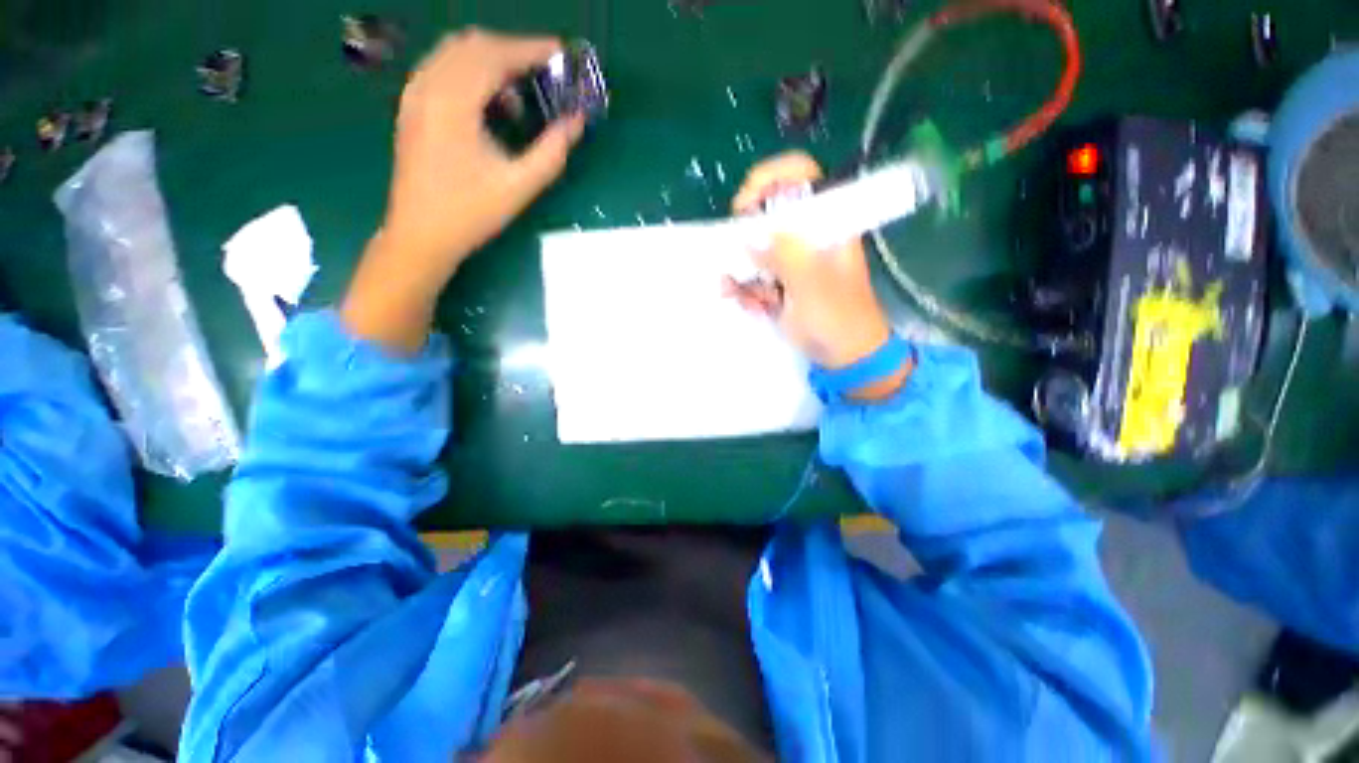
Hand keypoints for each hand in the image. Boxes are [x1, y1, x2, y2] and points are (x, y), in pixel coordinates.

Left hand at [343, 29, 583, 352]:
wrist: (420, 235)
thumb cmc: (471, 213)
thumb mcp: (519, 187)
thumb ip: (552, 151)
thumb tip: (577, 122)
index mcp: (453, 102)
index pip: (494, 55)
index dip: (530, 49)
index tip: (560, 52)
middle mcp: (428, 87)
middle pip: (472, 45)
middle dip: (512, 51)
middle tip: (544, 73)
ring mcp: (414, 95)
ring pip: (454, 54)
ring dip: (490, 61)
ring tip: (520, 93)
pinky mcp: (411, 108)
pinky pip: (442, 70)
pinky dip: (470, 73)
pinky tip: (489, 104)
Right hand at [726, 152, 907, 398]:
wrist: (847, 357)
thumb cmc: (838, 319)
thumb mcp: (812, 284)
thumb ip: (783, 256)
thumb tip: (747, 239)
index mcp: (827, 223)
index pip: (800, 176)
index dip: (769, 178)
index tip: (744, 205)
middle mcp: (808, 236)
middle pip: (767, 213)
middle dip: (745, 236)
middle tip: (735, 259)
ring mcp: (793, 261)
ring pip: (755, 249)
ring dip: (742, 271)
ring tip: (738, 293)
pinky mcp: (782, 283)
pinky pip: (755, 276)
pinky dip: (746, 290)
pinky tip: (751, 306)